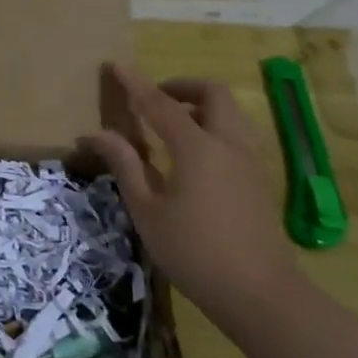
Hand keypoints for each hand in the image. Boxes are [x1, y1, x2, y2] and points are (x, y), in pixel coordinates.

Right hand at [83, 63, 291, 309]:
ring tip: (173, 124)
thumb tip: (97, 133)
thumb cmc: (193, 252)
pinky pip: (238, 133)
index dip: (135, 83)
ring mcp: (251, 160)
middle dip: (181, 86)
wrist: (258, 292)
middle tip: (154, 99)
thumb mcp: (148, 210)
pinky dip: (215, 126)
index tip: (116, 65)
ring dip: (201, 105)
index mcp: (197, 147)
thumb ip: (125, 165)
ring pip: (230, 111)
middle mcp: (228, 143)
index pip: (160, 103)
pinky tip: (196, 155)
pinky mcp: (260, 178)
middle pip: (212, 93)